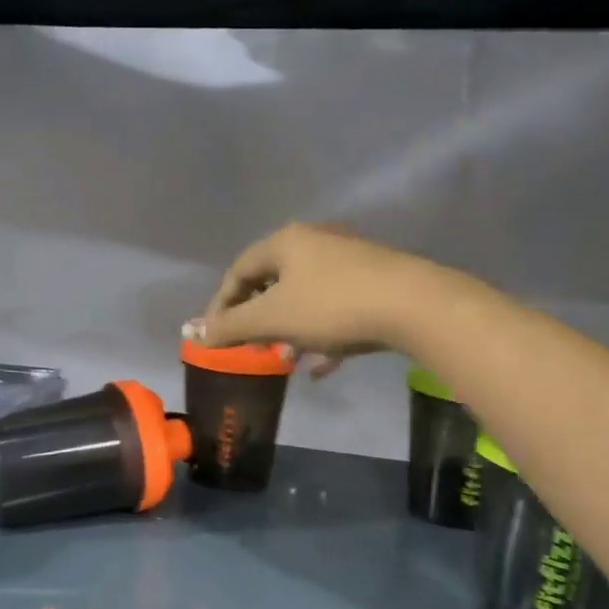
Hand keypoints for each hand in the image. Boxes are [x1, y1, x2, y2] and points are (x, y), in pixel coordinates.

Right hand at [193, 223, 437, 372]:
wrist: (413, 305)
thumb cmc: (331, 306)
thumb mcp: (273, 319)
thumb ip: (231, 327)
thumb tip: (194, 333)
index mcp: (286, 242)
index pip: (240, 269)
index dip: (222, 303)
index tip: (216, 334)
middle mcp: (316, 242)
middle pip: (274, 282)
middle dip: (259, 319)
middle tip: (251, 346)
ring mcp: (349, 261)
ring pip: (307, 298)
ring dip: (291, 330)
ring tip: (287, 359)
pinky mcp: (375, 282)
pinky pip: (336, 309)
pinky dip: (323, 335)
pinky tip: (323, 366)